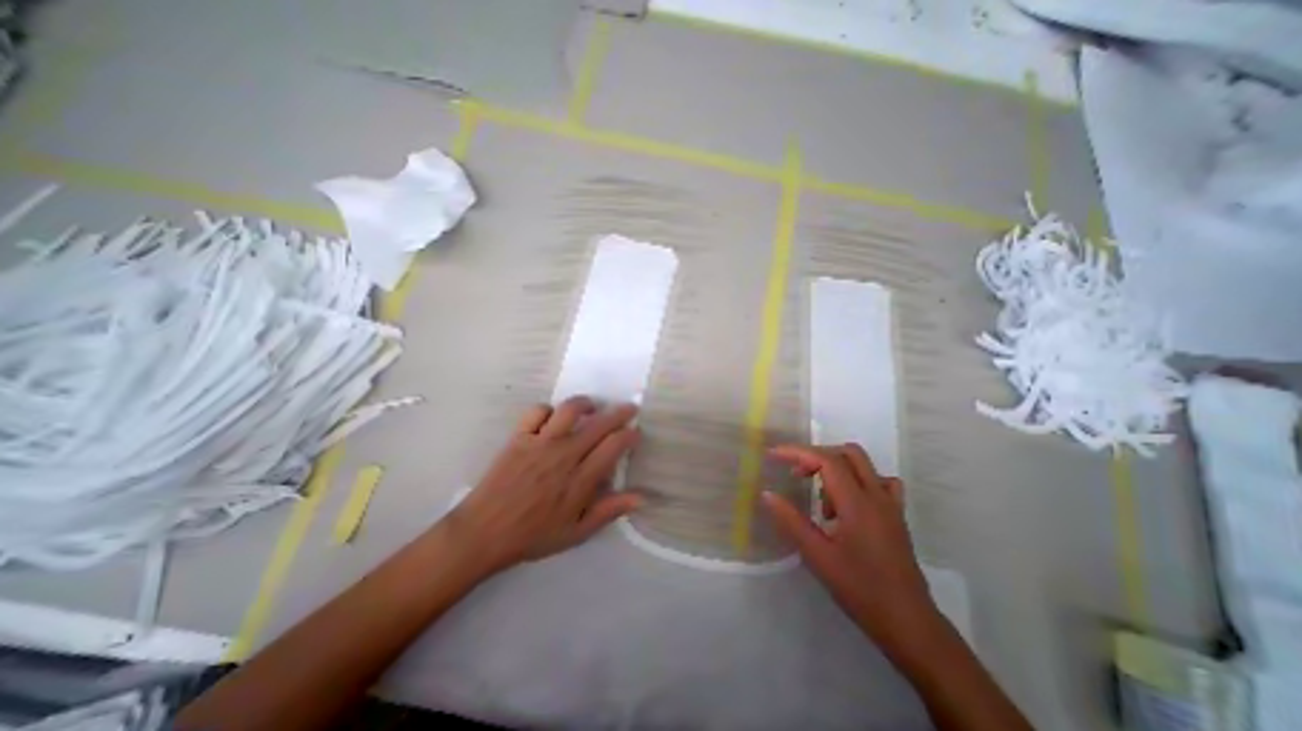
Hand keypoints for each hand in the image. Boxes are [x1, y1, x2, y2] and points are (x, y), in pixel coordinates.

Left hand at [446, 393, 643, 576]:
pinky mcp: (519, 437)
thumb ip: (608, 511)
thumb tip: (641, 497)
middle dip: (619, 413)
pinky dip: (549, 410)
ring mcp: (540, 442)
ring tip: (592, 407)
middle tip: (629, 409)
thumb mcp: (576, 533)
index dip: (629, 435)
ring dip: (586, 403)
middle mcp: (564, 454)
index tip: (635, 432)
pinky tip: (553, 418)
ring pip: (569, 409)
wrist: (482, 533)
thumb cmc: (532, 536)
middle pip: (599, 424)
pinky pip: (537, 411)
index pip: (613, 446)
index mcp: (580, 479)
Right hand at [765, 441, 936, 637]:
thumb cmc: (860, 589)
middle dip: (817, 456)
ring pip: (863, 465)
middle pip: (847, 453)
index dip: (798, 452)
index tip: (774, 455)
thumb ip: (791, 520)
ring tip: (822, 502)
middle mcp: (877, 496)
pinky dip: (858, 481)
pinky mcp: (896, 516)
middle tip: (797, 476)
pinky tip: (847, 504)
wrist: (909, 624)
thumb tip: (767, 494)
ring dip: (837, 469)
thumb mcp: (817, 556)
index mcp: (857, 503)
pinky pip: (880, 482)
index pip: (827, 460)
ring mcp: (891, 505)